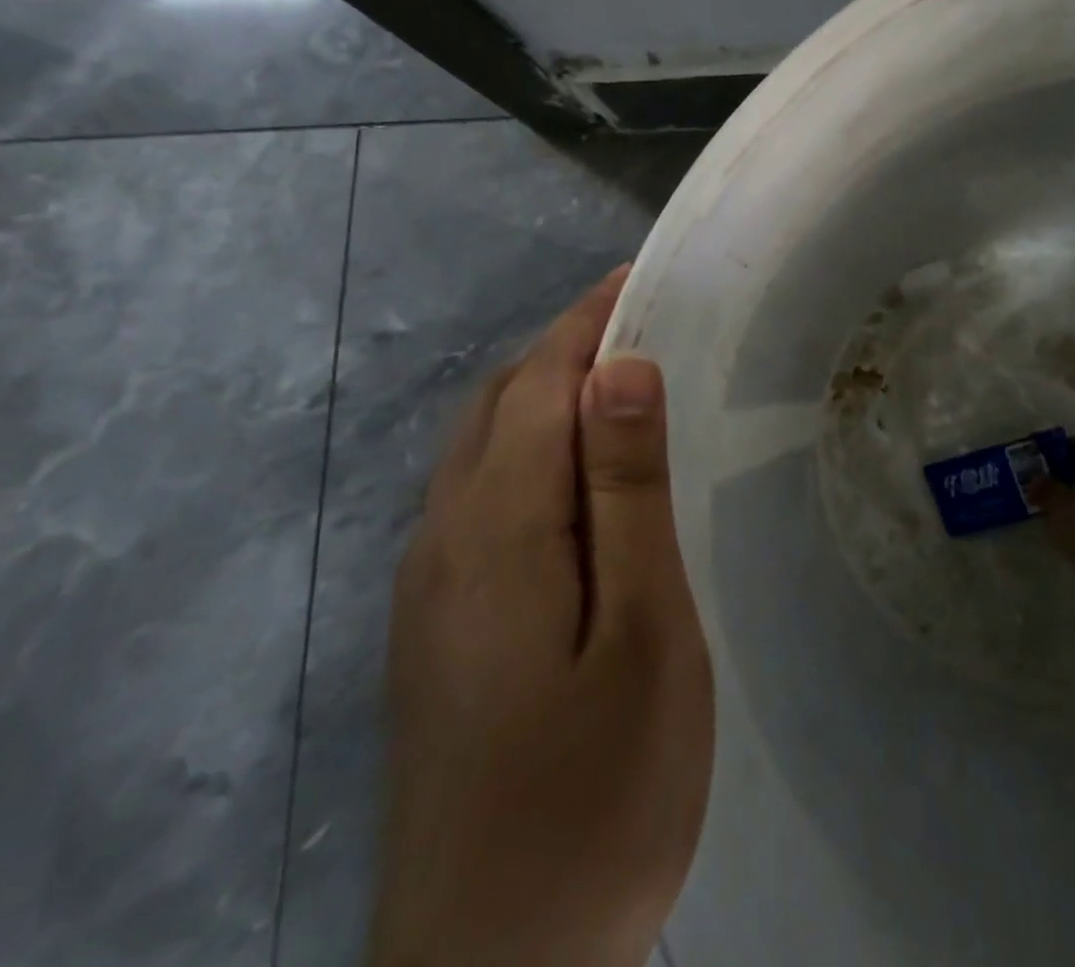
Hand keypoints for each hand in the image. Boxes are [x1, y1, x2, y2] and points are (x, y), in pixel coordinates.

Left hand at [369, 267, 713, 966]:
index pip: (541, 381)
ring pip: (482, 446)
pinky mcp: (433, 625)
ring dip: (545, 394)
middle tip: (647, 326)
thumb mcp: (642, 632)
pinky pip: (476, 494)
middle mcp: (444, 536)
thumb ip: (625, 493)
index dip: (591, 321)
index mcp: (496, 526)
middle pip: (501, 403)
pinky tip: (573, 477)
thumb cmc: (594, 795)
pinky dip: (527, 447)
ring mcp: (428, 584)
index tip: (643, 278)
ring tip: (621, 385)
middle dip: (569, 348)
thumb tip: (620, 371)